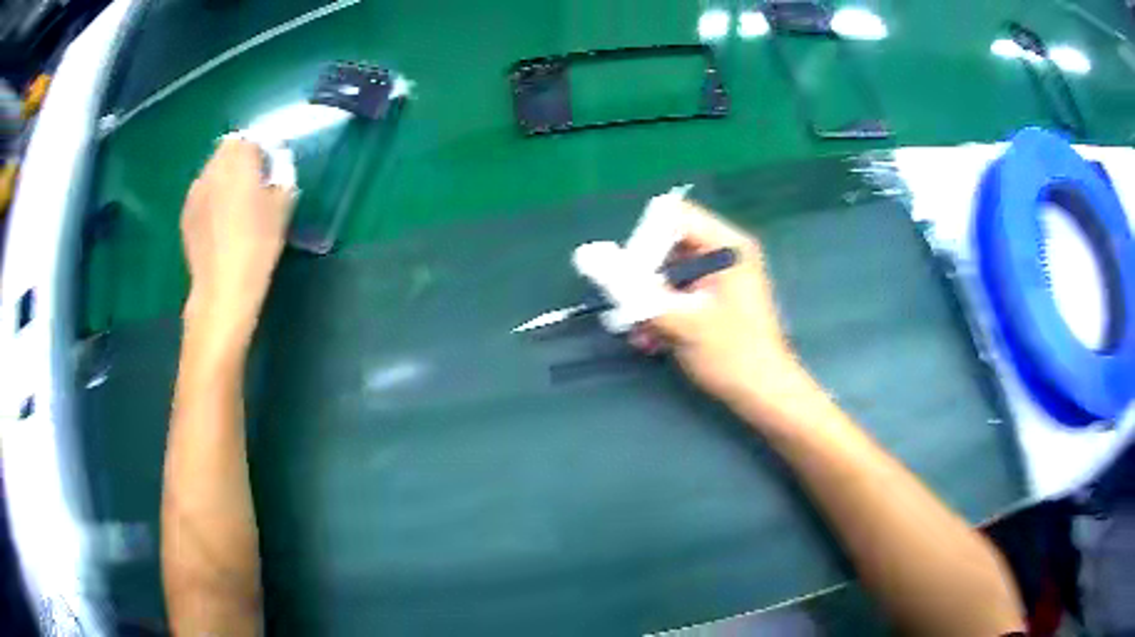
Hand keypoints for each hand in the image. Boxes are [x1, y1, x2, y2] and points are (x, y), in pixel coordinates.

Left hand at [181, 139, 294, 342]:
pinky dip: (211, 195)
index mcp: (240, 162)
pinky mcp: (186, 212)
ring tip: (234, 204)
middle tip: (253, 183)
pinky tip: (219, 221)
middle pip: (227, 148)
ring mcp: (195, 190)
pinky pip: (201, 191)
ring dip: (224, 176)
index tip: (270, 168)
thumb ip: (282, 174)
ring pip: (212, 169)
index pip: (250, 138)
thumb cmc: (258, 246)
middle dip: (240, 157)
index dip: (261, 149)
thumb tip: (277, 162)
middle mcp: (213, 169)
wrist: (222, 288)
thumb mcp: (282, 207)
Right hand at [633, 202, 815, 420]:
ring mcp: (719, 276)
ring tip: (639, 333)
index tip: (632, 280)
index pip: (672, 217)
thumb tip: (585, 254)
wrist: (764, 395)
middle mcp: (723, 252)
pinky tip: (651, 340)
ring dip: (646, 301)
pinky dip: (660, 312)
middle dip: (641, 278)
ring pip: (666, 272)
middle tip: (628, 310)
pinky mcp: (713, 298)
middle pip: (665, 245)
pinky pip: (676, 292)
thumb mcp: (679, 319)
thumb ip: (631, 288)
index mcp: (727, 245)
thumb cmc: (731, 355)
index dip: (645, 243)